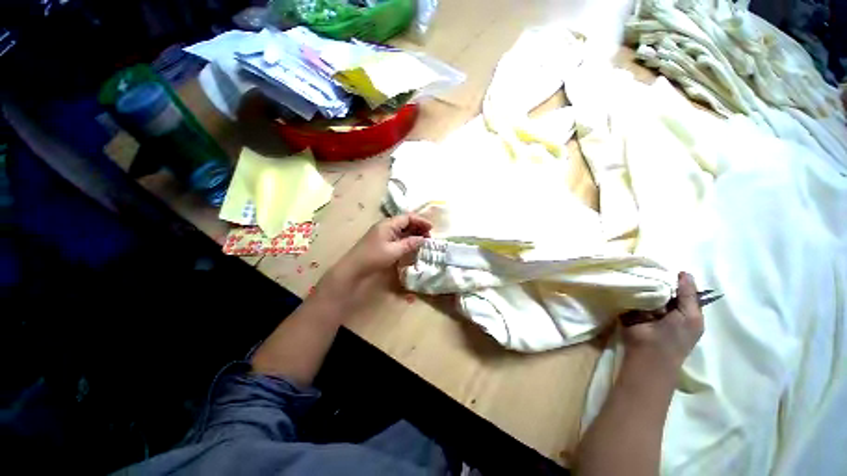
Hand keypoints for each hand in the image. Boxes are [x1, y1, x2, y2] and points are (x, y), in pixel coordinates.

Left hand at [314, 214, 431, 313]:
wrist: (354, 269)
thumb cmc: (374, 257)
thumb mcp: (394, 251)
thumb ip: (409, 243)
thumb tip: (423, 239)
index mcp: (388, 224)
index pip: (407, 217)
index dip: (420, 221)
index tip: (431, 228)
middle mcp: (386, 226)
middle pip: (405, 222)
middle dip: (418, 227)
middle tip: (428, 237)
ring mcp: (383, 233)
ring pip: (402, 230)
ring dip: (413, 233)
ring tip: (423, 241)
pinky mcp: (382, 242)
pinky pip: (398, 237)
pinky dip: (407, 239)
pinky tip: (412, 245)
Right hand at [620, 272, 704, 371]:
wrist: (648, 353)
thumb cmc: (676, 338)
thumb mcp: (691, 316)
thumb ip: (689, 295)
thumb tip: (684, 273)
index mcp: (684, 310)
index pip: (682, 290)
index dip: (676, 280)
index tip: (667, 268)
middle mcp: (666, 308)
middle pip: (663, 288)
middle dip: (658, 279)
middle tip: (651, 267)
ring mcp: (647, 308)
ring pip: (647, 290)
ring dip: (644, 283)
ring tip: (639, 271)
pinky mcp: (631, 308)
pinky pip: (633, 295)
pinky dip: (632, 288)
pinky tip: (629, 279)